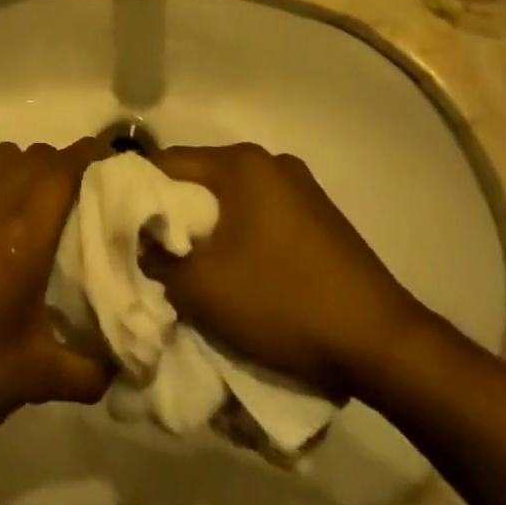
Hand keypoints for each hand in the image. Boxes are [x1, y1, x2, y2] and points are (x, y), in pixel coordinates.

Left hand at [0, 140, 112, 451]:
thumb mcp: (37, 377)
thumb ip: (89, 369)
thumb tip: (122, 371)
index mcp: (24, 226)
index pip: (65, 165)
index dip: (92, 157)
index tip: (116, 170)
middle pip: (37, 154)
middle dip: (65, 165)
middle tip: (85, 200)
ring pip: (4, 157)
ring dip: (29, 168)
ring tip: (42, 210)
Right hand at [143, 143, 427, 398]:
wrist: (382, 343)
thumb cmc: (283, 302)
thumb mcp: (204, 289)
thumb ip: (159, 260)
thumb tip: (142, 244)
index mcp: (240, 163)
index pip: (169, 163)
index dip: (139, 192)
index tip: (123, 225)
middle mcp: (269, 161)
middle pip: (202, 179)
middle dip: (176, 214)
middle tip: (156, 253)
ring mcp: (300, 187)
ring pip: (233, 200)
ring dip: (211, 229)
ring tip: (197, 269)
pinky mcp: (321, 217)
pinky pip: (263, 216)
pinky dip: (243, 237)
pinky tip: (243, 274)